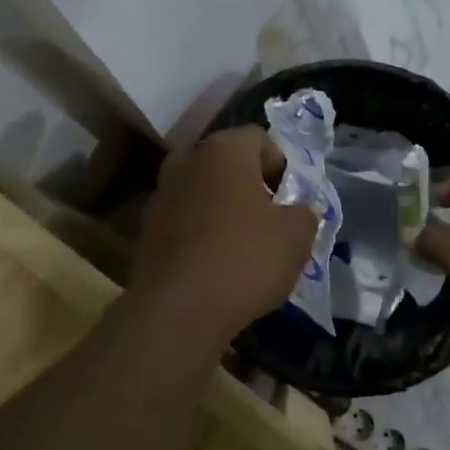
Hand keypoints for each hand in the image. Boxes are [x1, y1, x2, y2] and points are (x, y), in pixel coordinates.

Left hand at [129, 127, 318, 341]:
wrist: (177, 310)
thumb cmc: (245, 260)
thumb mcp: (296, 238)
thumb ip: (304, 214)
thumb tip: (299, 210)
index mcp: (223, 150)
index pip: (259, 139)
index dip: (281, 166)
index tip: (290, 200)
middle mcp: (186, 160)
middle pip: (227, 163)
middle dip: (249, 185)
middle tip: (269, 220)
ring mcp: (160, 194)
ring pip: (202, 191)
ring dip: (222, 208)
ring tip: (242, 246)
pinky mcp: (145, 229)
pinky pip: (183, 219)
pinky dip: (200, 232)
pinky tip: (214, 264)